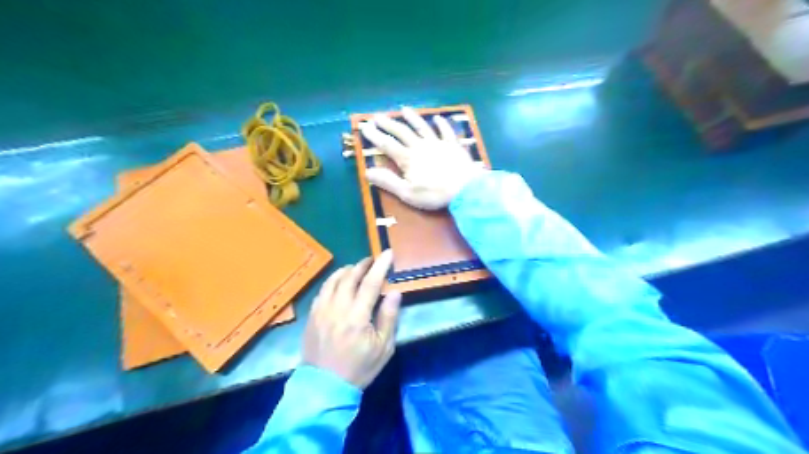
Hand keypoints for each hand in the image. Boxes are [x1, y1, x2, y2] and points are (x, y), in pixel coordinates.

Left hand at [304, 250, 400, 387]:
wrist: (324, 386)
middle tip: (373, 259)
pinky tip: (338, 281)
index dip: (381, 265)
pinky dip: (332, 281)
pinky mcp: (312, 315)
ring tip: (356, 267)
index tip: (388, 253)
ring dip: (346, 270)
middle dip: (363, 264)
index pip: (371, 282)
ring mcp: (322, 310)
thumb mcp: (383, 348)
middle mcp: (338, 307)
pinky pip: (322, 290)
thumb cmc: (359, 368)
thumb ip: (389, 317)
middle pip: (350, 277)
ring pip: (334, 280)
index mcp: (358, 316)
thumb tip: (395, 292)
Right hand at [360, 106, 484, 208]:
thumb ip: (388, 181)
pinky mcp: (453, 145)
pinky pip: (446, 131)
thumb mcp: (407, 193)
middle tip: (377, 116)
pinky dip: (441, 123)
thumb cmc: (435, 194)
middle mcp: (421, 146)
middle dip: (388, 124)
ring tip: (404, 109)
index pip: (387, 145)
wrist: (466, 189)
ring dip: (412, 118)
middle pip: (402, 132)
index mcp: (408, 159)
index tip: (364, 127)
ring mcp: (438, 143)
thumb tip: (367, 172)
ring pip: (422, 127)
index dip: (375, 136)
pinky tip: (437, 117)